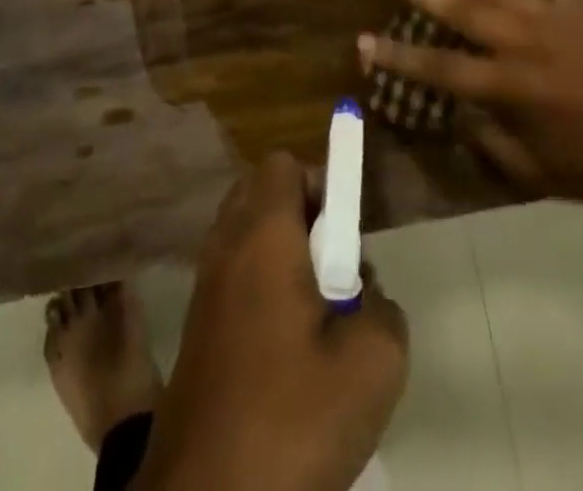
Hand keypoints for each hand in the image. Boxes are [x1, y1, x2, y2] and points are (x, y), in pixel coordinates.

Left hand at [138, 153, 408, 490]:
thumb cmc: (289, 418)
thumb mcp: (372, 364)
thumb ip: (384, 309)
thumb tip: (365, 295)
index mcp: (262, 234)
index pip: (284, 164)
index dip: (321, 183)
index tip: (346, 234)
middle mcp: (226, 245)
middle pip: (262, 192)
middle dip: (304, 216)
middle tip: (335, 271)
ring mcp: (205, 285)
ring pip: (249, 235)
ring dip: (285, 255)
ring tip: (318, 315)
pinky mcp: (198, 326)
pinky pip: (236, 275)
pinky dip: (263, 288)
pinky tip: (289, 350)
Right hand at [361, 0, 582, 203]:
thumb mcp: (535, 170)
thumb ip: (491, 140)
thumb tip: (460, 112)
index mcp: (507, 85)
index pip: (439, 68)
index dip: (398, 56)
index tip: (362, 40)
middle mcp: (520, 42)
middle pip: (458, 10)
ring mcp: (550, 17)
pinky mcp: (580, 4)